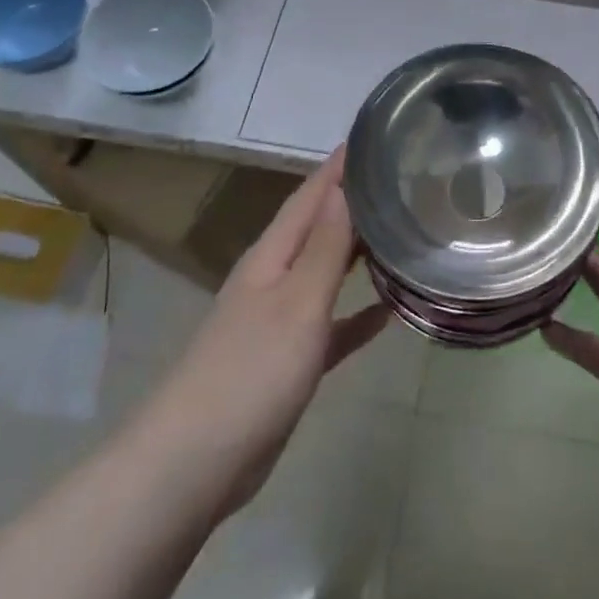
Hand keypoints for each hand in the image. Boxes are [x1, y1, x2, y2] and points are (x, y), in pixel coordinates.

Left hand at [140, 148, 389, 518]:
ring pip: (327, 272)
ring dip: (359, 252)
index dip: (339, 167)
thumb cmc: (250, 371)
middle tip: (401, 179)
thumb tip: (344, 187)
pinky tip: (390, 310)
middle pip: (319, 228)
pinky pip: (332, 325)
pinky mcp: (289, 361)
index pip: (311, 196)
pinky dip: (358, 314)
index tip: (373, 135)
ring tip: (402, 230)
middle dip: (354, 202)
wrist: (195, 463)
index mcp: (272, 256)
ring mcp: (279, 320)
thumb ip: (324, 246)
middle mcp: (274, 278)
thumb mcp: (298, 302)